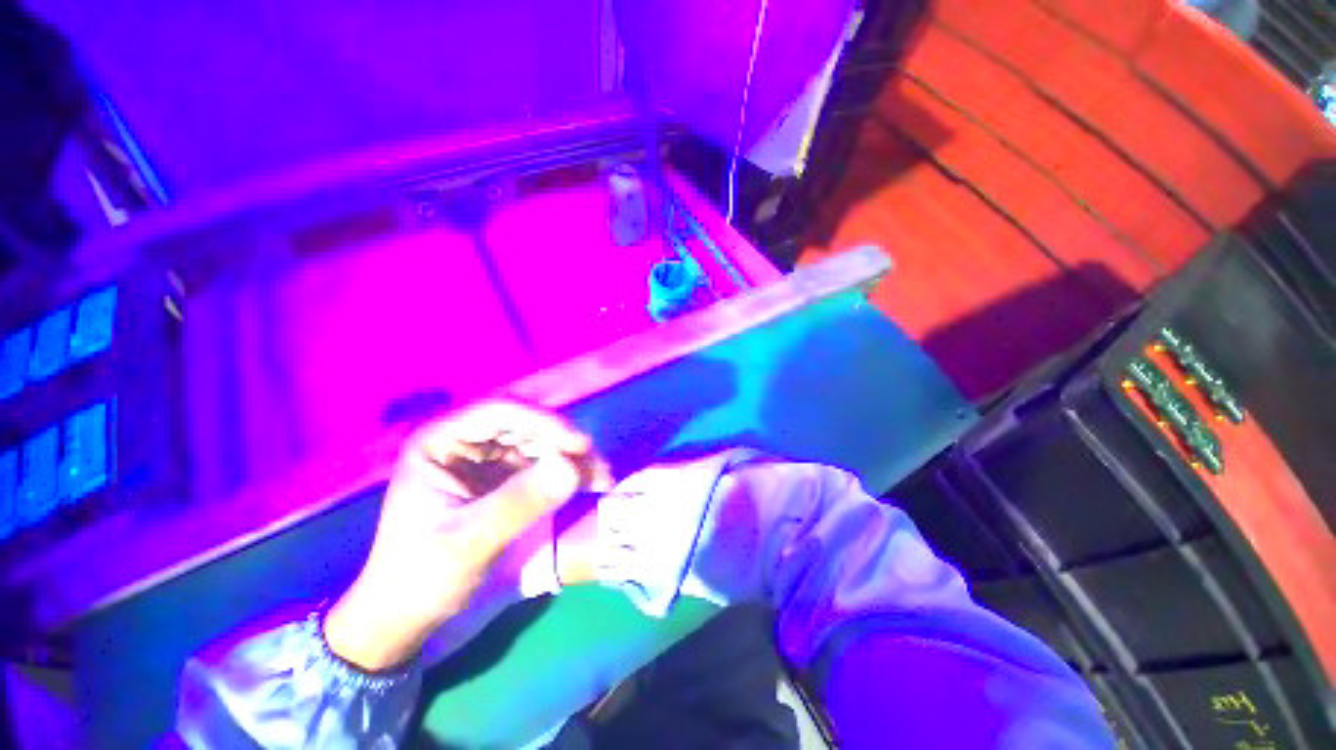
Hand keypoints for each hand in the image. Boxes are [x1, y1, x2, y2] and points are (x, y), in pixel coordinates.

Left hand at [323, 400, 609, 670]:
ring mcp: (487, 460)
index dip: (544, 421)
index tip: (580, 444)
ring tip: (602, 479)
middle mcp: (465, 442)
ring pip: (540, 444)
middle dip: (565, 444)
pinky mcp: (503, 480)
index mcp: (440, 442)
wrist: (406, 618)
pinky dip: (568, 474)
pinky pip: (543, 466)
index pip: (499, 413)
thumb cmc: (420, 577)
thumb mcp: (468, 542)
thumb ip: (519, 503)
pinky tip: (591, 484)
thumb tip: (573, 468)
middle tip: (598, 466)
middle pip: (526, 426)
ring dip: (573, 459)